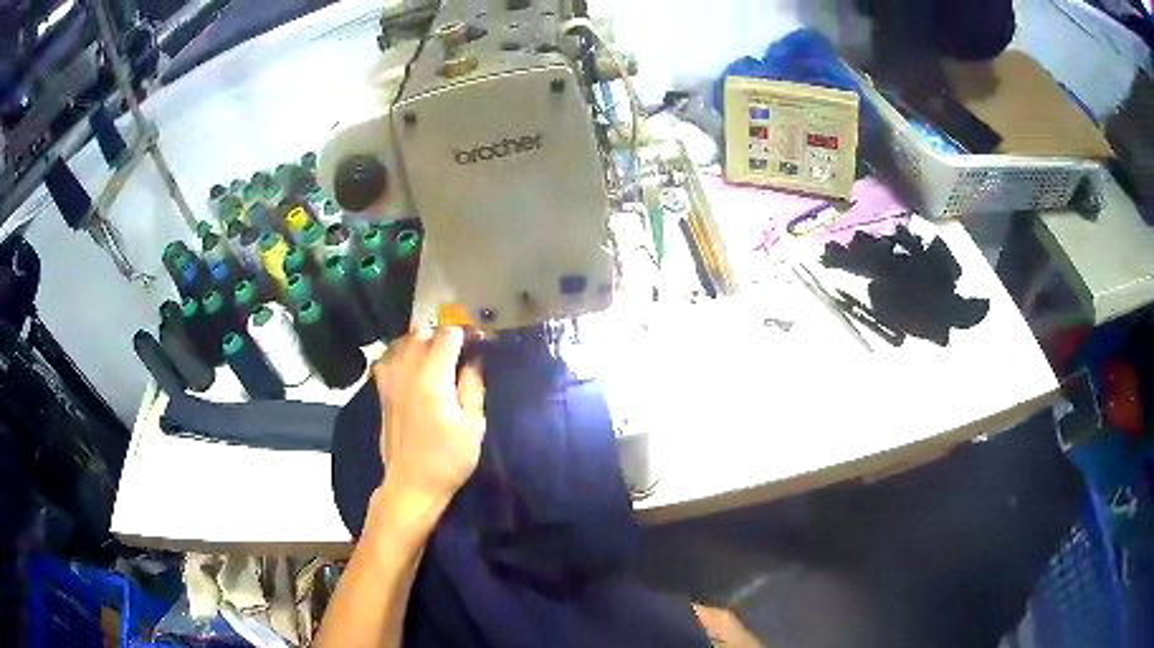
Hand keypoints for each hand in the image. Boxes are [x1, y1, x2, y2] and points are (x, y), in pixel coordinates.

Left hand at [372, 327, 485, 520]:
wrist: (411, 484)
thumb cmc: (448, 459)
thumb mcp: (473, 426)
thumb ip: (473, 387)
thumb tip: (474, 361)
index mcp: (433, 378)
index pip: (447, 336)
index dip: (465, 333)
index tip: (478, 342)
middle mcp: (407, 372)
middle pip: (422, 335)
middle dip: (442, 336)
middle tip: (459, 350)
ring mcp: (390, 382)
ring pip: (402, 344)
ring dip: (420, 342)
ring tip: (435, 355)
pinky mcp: (382, 393)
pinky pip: (387, 360)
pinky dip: (399, 355)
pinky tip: (410, 366)